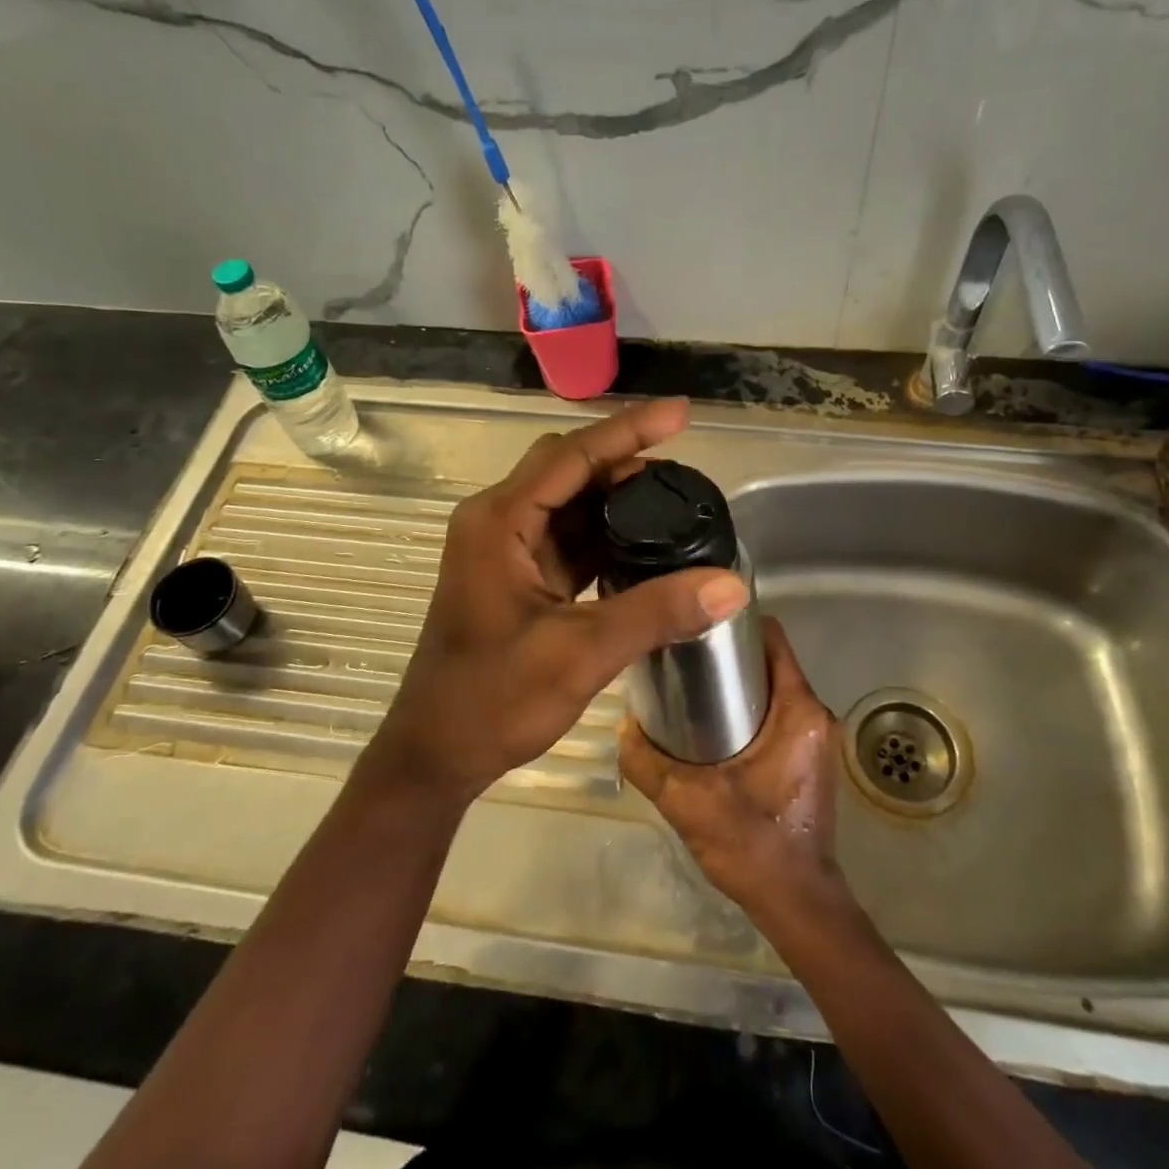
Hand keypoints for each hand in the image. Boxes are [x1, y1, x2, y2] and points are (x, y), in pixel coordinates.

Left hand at [370, 398, 750, 804]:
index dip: (629, 430)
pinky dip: (605, 534)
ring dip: (617, 498)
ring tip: (676, 502)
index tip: (682, 413)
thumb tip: (731, 585)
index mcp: (499, 521)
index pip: (573, 455)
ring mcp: (506, 549)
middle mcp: (498, 521)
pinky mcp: (518, 576)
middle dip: (625, 460)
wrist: (436, 754)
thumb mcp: (579, 654)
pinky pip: (568, 537)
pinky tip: (645, 544)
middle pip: (569, 468)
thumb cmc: (492, 700)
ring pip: (569, 502)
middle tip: (684, 468)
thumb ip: (655, 613)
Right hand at [620, 618, 842, 917]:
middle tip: (683, 658)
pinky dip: (749, 708)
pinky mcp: (810, 757)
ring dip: (738, 683)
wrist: (798, 904)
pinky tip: (713, 726)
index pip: (773, 638)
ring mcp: (816, 737)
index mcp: (798, 711)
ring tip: (691, 688)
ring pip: (774, 687)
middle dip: (729, 654)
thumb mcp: (688, 801)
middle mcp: (816, 715)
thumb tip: (623, 723)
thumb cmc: (753, 846)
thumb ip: (648, 761)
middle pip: (771, 660)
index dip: (736, 623)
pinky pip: (779, 713)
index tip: (697, 624)